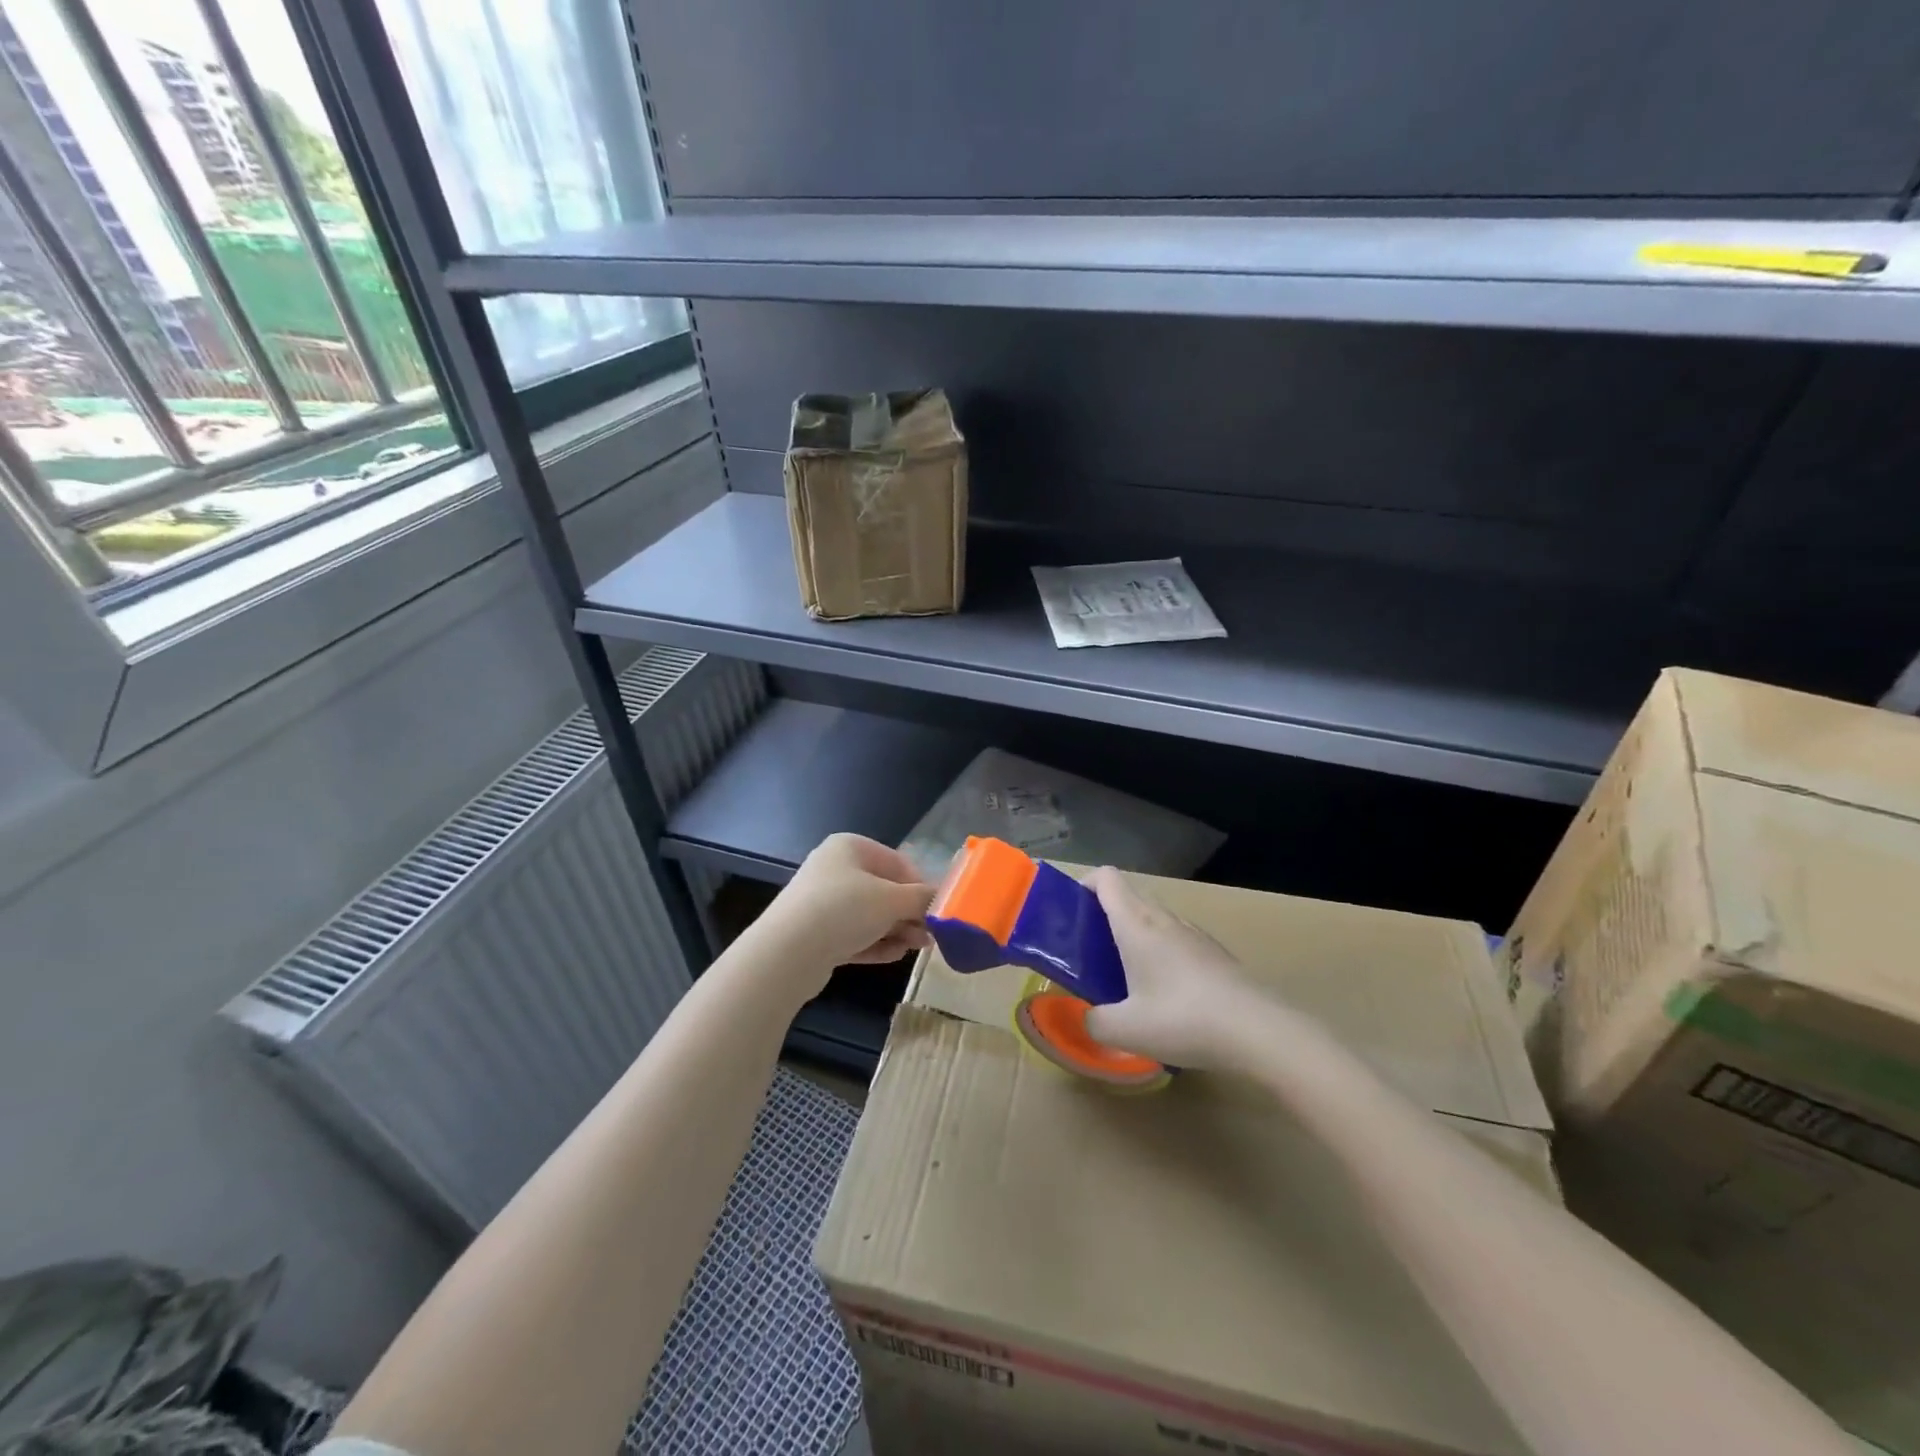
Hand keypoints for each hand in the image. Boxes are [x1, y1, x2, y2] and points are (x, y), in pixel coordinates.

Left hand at [760, 834, 934, 986]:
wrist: (786, 953)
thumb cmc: (844, 910)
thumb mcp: (892, 900)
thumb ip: (922, 898)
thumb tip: (941, 901)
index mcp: (850, 847)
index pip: (897, 862)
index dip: (921, 885)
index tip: (938, 910)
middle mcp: (835, 869)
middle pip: (884, 890)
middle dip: (909, 912)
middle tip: (932, 934)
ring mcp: (823, 902)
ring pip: (870, 915)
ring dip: (897, 930)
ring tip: (917, 948)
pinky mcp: (816, 934)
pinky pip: (854, 935)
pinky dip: (876, 943)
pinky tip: (895, 956)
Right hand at [1082, 867, 1265, 1070]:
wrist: (1259, 1030)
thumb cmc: (1183, 1019)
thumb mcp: (1126, 1030)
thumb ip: (1095, 1022)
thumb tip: (1088, 1018)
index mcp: (1136, 924)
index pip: (1106, 878)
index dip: (1084, 885)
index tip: (1073, 914)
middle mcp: (1164, 919)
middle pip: (1129, 897)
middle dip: (1105, 916)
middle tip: (1092, 953)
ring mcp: (1194, 934)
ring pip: (1155, 920)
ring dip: (1136, 936)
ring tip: (1127, 977)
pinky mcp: (1216, 953)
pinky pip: (1178, 940)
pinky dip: (1162, 954)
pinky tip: (1168, 995)